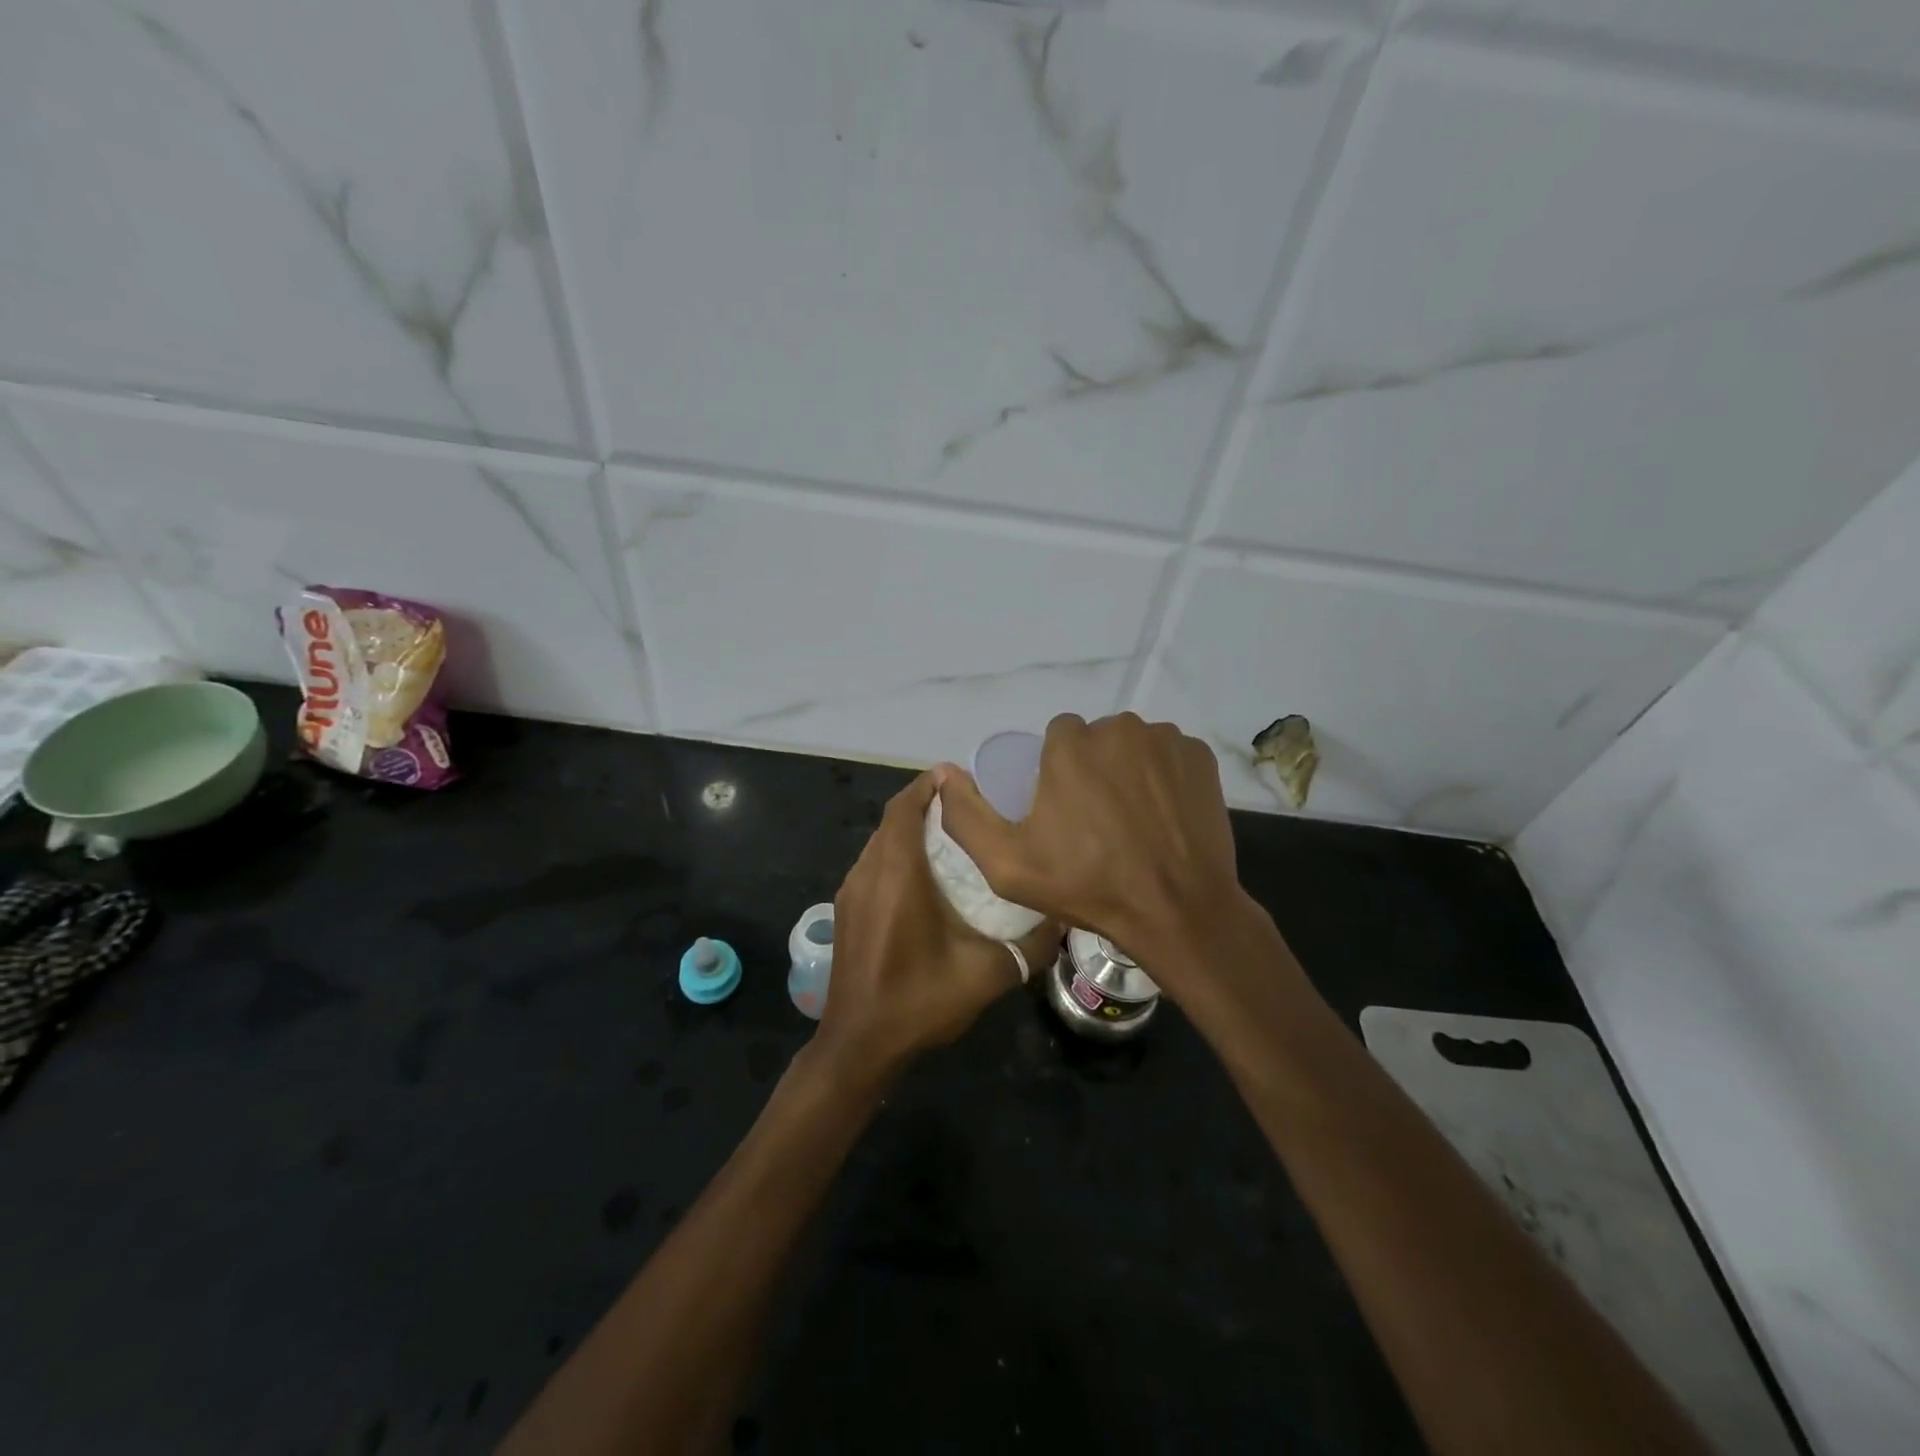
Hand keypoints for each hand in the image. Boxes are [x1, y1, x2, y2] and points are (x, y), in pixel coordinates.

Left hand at [819, 769, 1060, 1085]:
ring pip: (881, 841)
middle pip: (893, 819)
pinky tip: (925, 876)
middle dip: (925, 804)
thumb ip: (1030, 946)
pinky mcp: (845, 909)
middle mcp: (868, 873)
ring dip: (910, 829)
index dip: (929, 785)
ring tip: (952, 836)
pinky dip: (896, 853)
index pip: (905, 808)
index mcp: (897, 876)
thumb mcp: (986, 975)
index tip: (962, 778)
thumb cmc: (919, 1002)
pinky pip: (873, 863)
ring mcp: (851, 891)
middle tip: (969, 807)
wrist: (859, 1046)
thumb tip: (1063, 919)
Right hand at [932, 713, 1245, 983]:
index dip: (1057, 771)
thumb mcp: (1007, 865)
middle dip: (1093, 768)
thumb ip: (967, 816)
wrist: (1175, 911)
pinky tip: (1164, 815)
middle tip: (1097, 820)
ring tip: (1133, 820)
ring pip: (1134, 745)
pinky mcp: (1200, 758)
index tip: (1063, 809)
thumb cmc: (1087, 887)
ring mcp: (1166, 741)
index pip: (1058, 736)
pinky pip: (1170, 755)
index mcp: (1071, 746)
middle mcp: (1119, 729)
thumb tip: (944, 774)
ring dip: (1128, 770)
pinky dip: (1164, 776)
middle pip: (1097, 738)